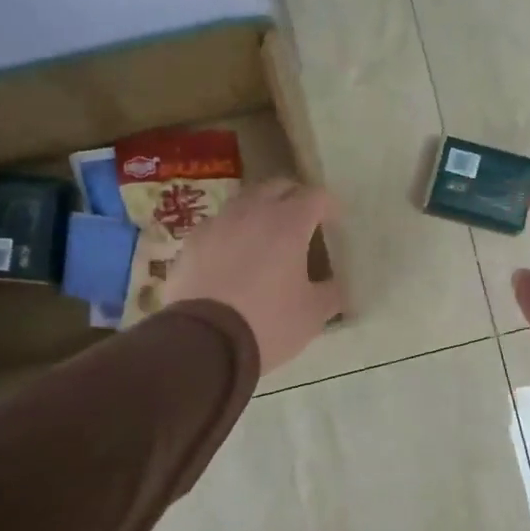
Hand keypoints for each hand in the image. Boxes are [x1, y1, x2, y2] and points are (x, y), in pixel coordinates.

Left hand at [162, 180, 342, 373]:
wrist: (202, 343)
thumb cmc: (268, 323)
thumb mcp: (312, 315)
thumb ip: (331, 294)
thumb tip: (338, 287)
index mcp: (289, 224)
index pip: (316, 197)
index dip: (329, 205)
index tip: (335, 221)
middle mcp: (253, 213)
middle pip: (277, 187)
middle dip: (294, 197)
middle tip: (304, 219)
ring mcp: (218, 224)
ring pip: (245, 201)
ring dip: (261, 209)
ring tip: (267, 234)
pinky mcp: (191, 242)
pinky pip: (218, 224)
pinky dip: (232, 231)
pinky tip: (233, 254)